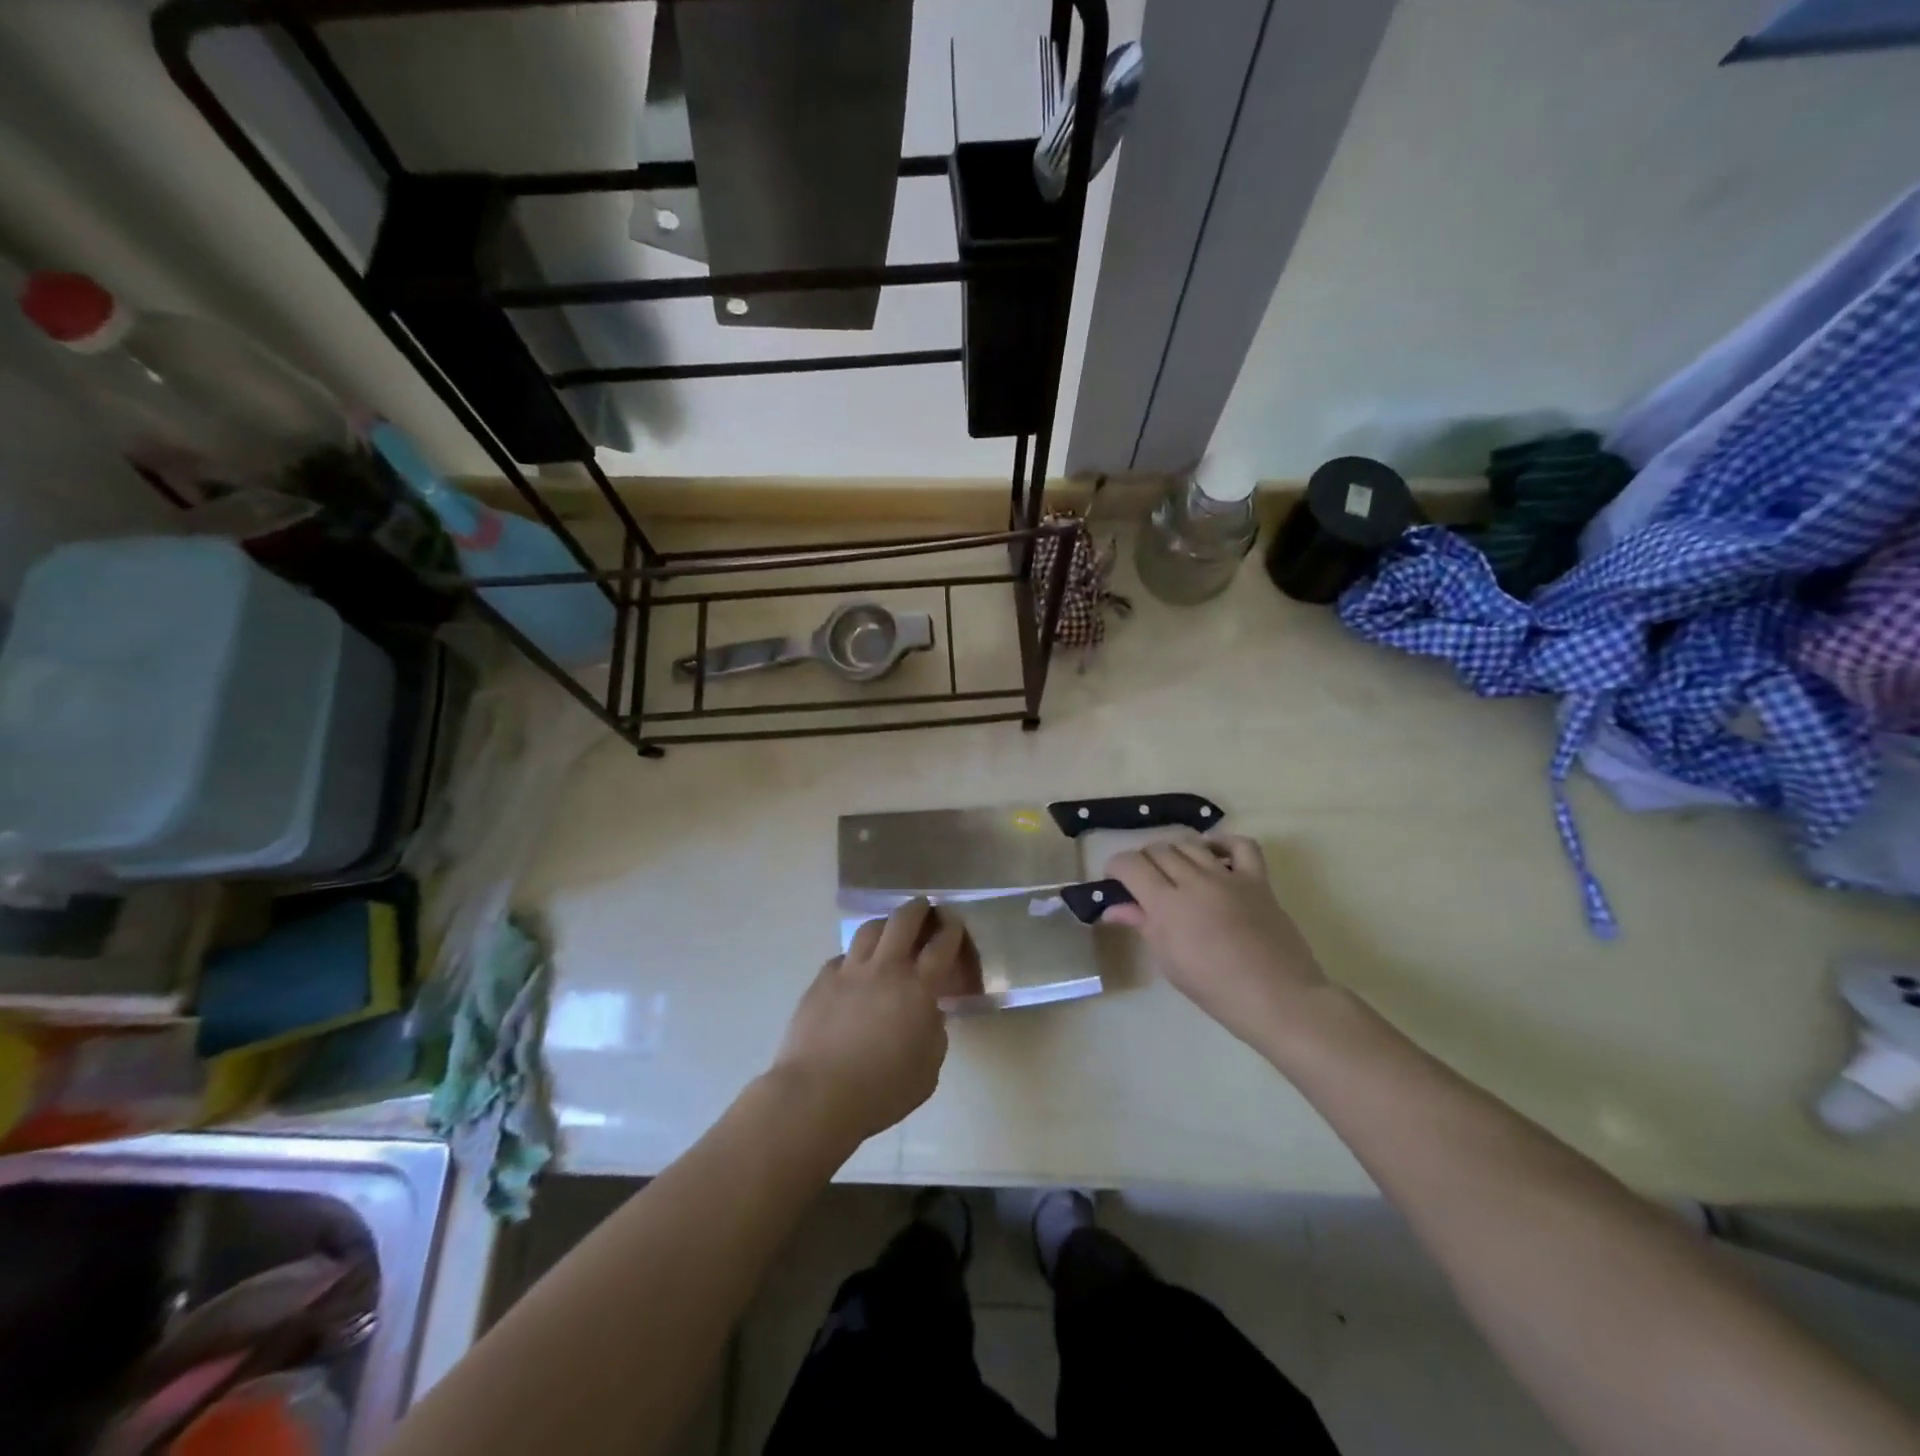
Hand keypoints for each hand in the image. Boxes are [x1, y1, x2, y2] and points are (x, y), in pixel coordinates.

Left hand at [770, 899, 970, 1144]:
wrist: (818, 1094)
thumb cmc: (882, 1090)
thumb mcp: (928, 1070)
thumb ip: (934, 1034)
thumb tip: (928, 1015)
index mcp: (918, 988)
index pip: (941, 945)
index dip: (951, 929)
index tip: (954, 922)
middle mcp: (885, 968)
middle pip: (904, 921)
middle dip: (918, 909)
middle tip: (925, 908)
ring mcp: (849, 971)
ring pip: (869, 929)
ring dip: (885, 924)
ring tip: (889, 930)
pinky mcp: (821, 981)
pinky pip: (842, 957)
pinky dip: (855, 957)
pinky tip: (855, 969)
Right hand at [1103, 835, 1328, 1047]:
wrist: (1278, 998)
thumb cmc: (1215, 989)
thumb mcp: (1169, 960)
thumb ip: (1142, 924)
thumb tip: (1113, 908)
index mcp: (1167, 904)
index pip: (1131, 864)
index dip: (1117, 867)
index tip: (1115, 880)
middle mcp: (1194, 881)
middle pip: (1158, 850)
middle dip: (1144, 861)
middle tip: (1144, 882)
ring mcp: (1229, 877)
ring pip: (1191, 844)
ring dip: (1176, 853)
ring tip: (1176, 872)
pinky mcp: (1257, 879)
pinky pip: (1240, 845)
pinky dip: (1223, 843)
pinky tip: (1214, 855)